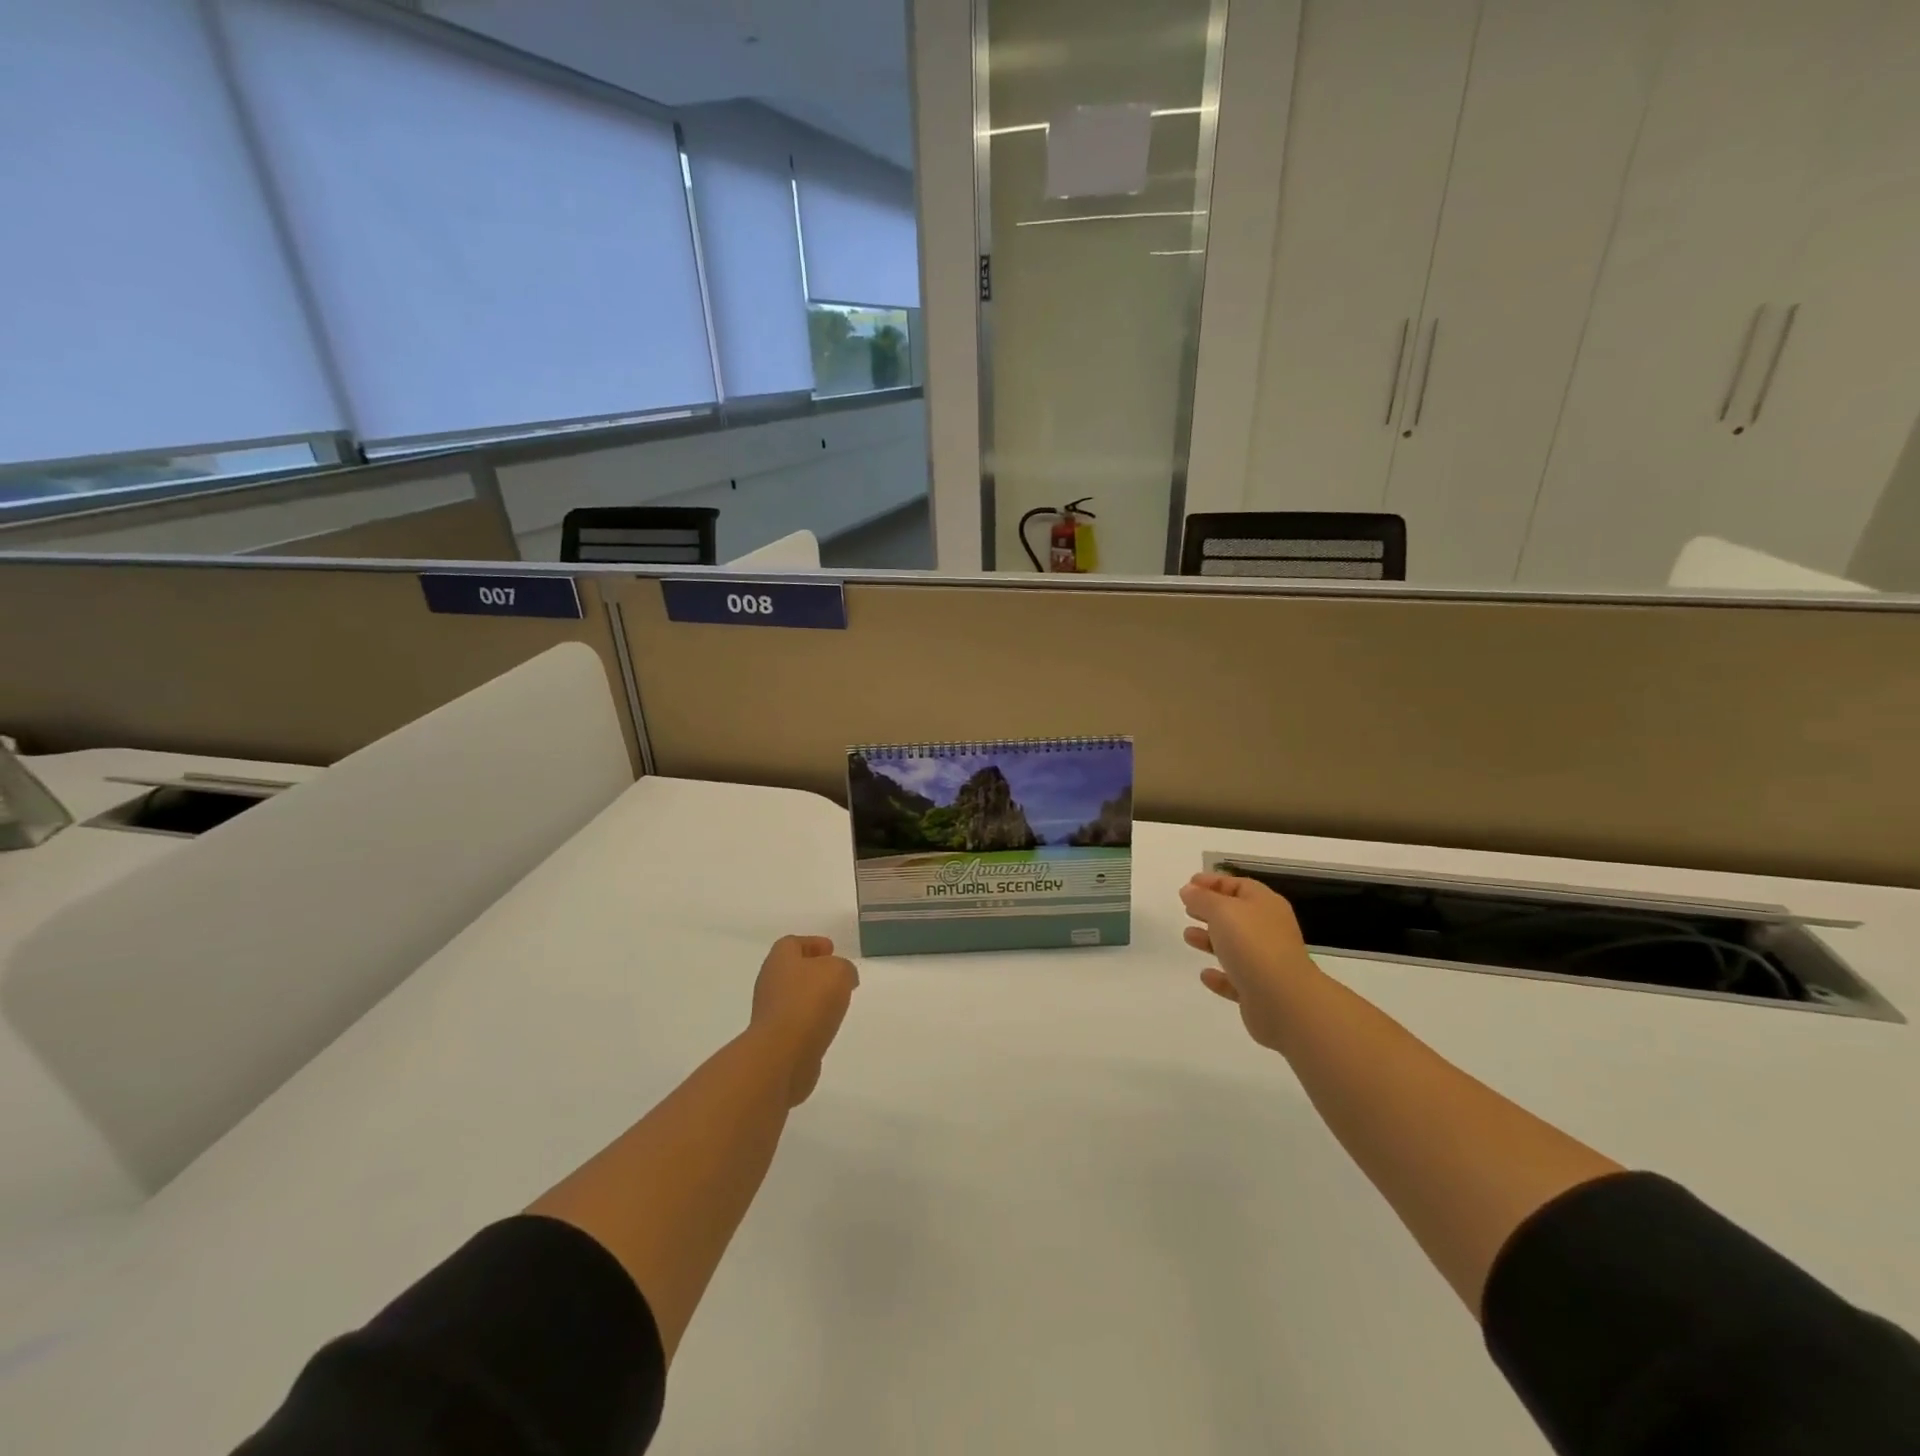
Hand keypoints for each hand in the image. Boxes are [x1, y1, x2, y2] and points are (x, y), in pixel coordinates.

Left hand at [750, 935, 859, 1105]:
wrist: (782, 1054)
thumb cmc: (809, 1001)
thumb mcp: (839, 971)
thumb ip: (844, 968)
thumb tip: (844, 977)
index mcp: (780, 959)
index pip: (793, 943)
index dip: (813, 944)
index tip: (832, 950)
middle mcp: (770, 982)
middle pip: (792, 970)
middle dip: (814, 971)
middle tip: (837, 976)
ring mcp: (769, 1012)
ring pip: (794, 997)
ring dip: (813, 997)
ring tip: (837, 1002)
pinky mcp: (775, 1039)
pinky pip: (796, 1022)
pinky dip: (810, 1021)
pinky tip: (826, 1026)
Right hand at [1179, 873, 1322, 1054]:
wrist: (1284, 1000)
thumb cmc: (1252, 944)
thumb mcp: (1222, 911)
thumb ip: (1202, 899)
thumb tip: (1188, 890)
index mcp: (1265, 904)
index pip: (1239, 885)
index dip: (1213, 882)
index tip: (1188, 885)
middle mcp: (1269, 930)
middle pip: (1237, 915)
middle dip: (1210, 910)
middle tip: (1187, 909)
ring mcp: (1266, 962)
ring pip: (1235, 946)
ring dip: (1211, 940)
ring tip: (1188, 936)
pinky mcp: (1260, 991)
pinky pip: (1236, 979)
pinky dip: (1220, 976)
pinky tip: (1205, 975)